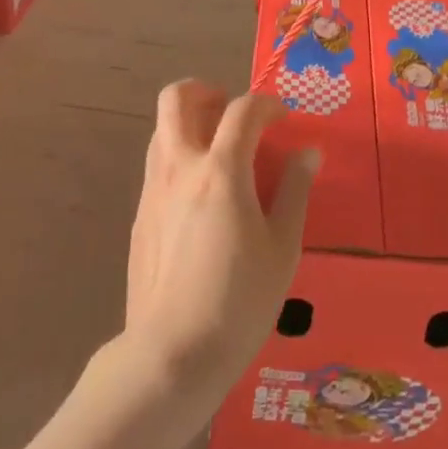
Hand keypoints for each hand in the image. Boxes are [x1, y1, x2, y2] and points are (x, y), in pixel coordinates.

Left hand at [122, 81, 317, 402]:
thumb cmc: (238, 302)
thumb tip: (308, 152)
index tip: (282, 118)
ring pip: (162, 128)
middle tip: (230, 111)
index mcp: (220, 170)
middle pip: (177, 98)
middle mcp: (181, 167)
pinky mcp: (139, 216)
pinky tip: (200, 194)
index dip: (266, 104)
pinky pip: (157, 163)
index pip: (242, 109)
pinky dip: (179, 156)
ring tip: (218, 149)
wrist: (170, 357)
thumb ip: (294, 191)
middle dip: (205, 91)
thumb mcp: (282, 248)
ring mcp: (153, 190)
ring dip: (189, 122)